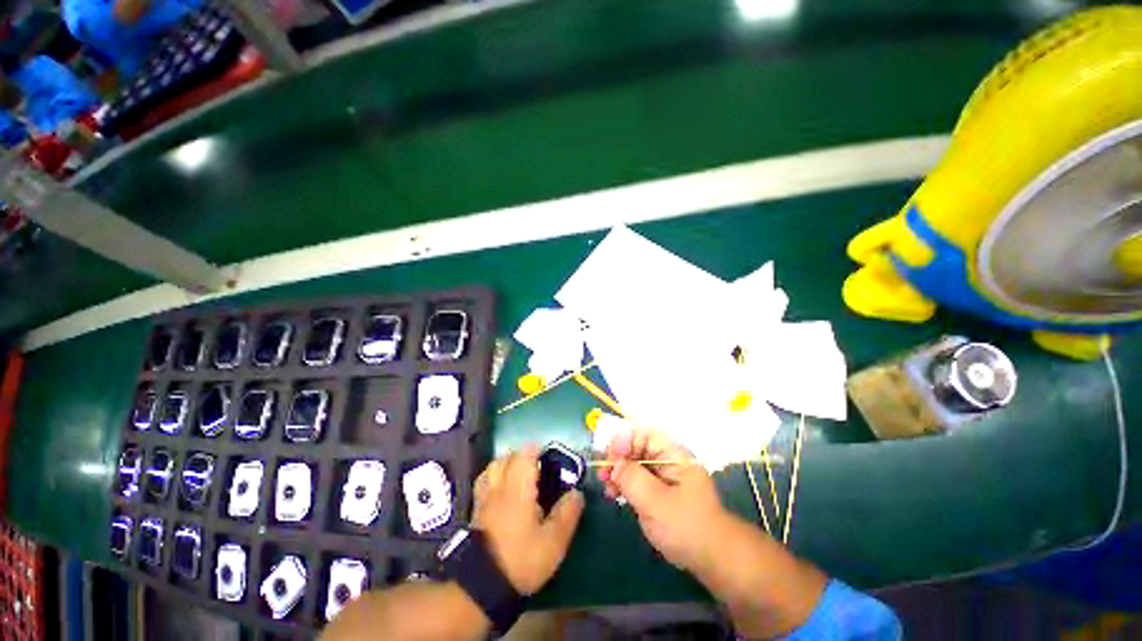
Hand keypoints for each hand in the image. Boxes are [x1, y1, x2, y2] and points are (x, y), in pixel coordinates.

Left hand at [471, 445, 584, 594]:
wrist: (482, 586)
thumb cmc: (522, 560)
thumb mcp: (553, 542)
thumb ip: (567, 514)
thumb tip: (577, 493)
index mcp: (518, 489)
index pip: (524, 455)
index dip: (536, 450)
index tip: (546, 454)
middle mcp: (499, 487)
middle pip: (506, 458)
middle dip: (521, 455)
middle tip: (535, 465)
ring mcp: (484, 499)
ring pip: (491, 468)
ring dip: (505, 463)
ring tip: (517, 473)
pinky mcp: (476, 512)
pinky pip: (483, 483)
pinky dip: (492, 477)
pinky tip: (500, 489)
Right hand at [600, 430, 732, 574]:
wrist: (714, 559)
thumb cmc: (687, 527)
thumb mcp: (655, 502)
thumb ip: (632, 477)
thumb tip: (614, 462)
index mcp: (674, 454)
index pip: (644, 433)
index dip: (624, 439)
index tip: (610, 457)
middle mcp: (668, 459)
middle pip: (637, 446)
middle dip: (617, 457)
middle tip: (602, 473)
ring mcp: (664, 475)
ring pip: (635, 463)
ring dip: (618, 471)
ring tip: (606, 486)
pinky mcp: (660, 491)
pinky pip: (638, 479)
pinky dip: (624, 483)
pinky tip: (614, 493)